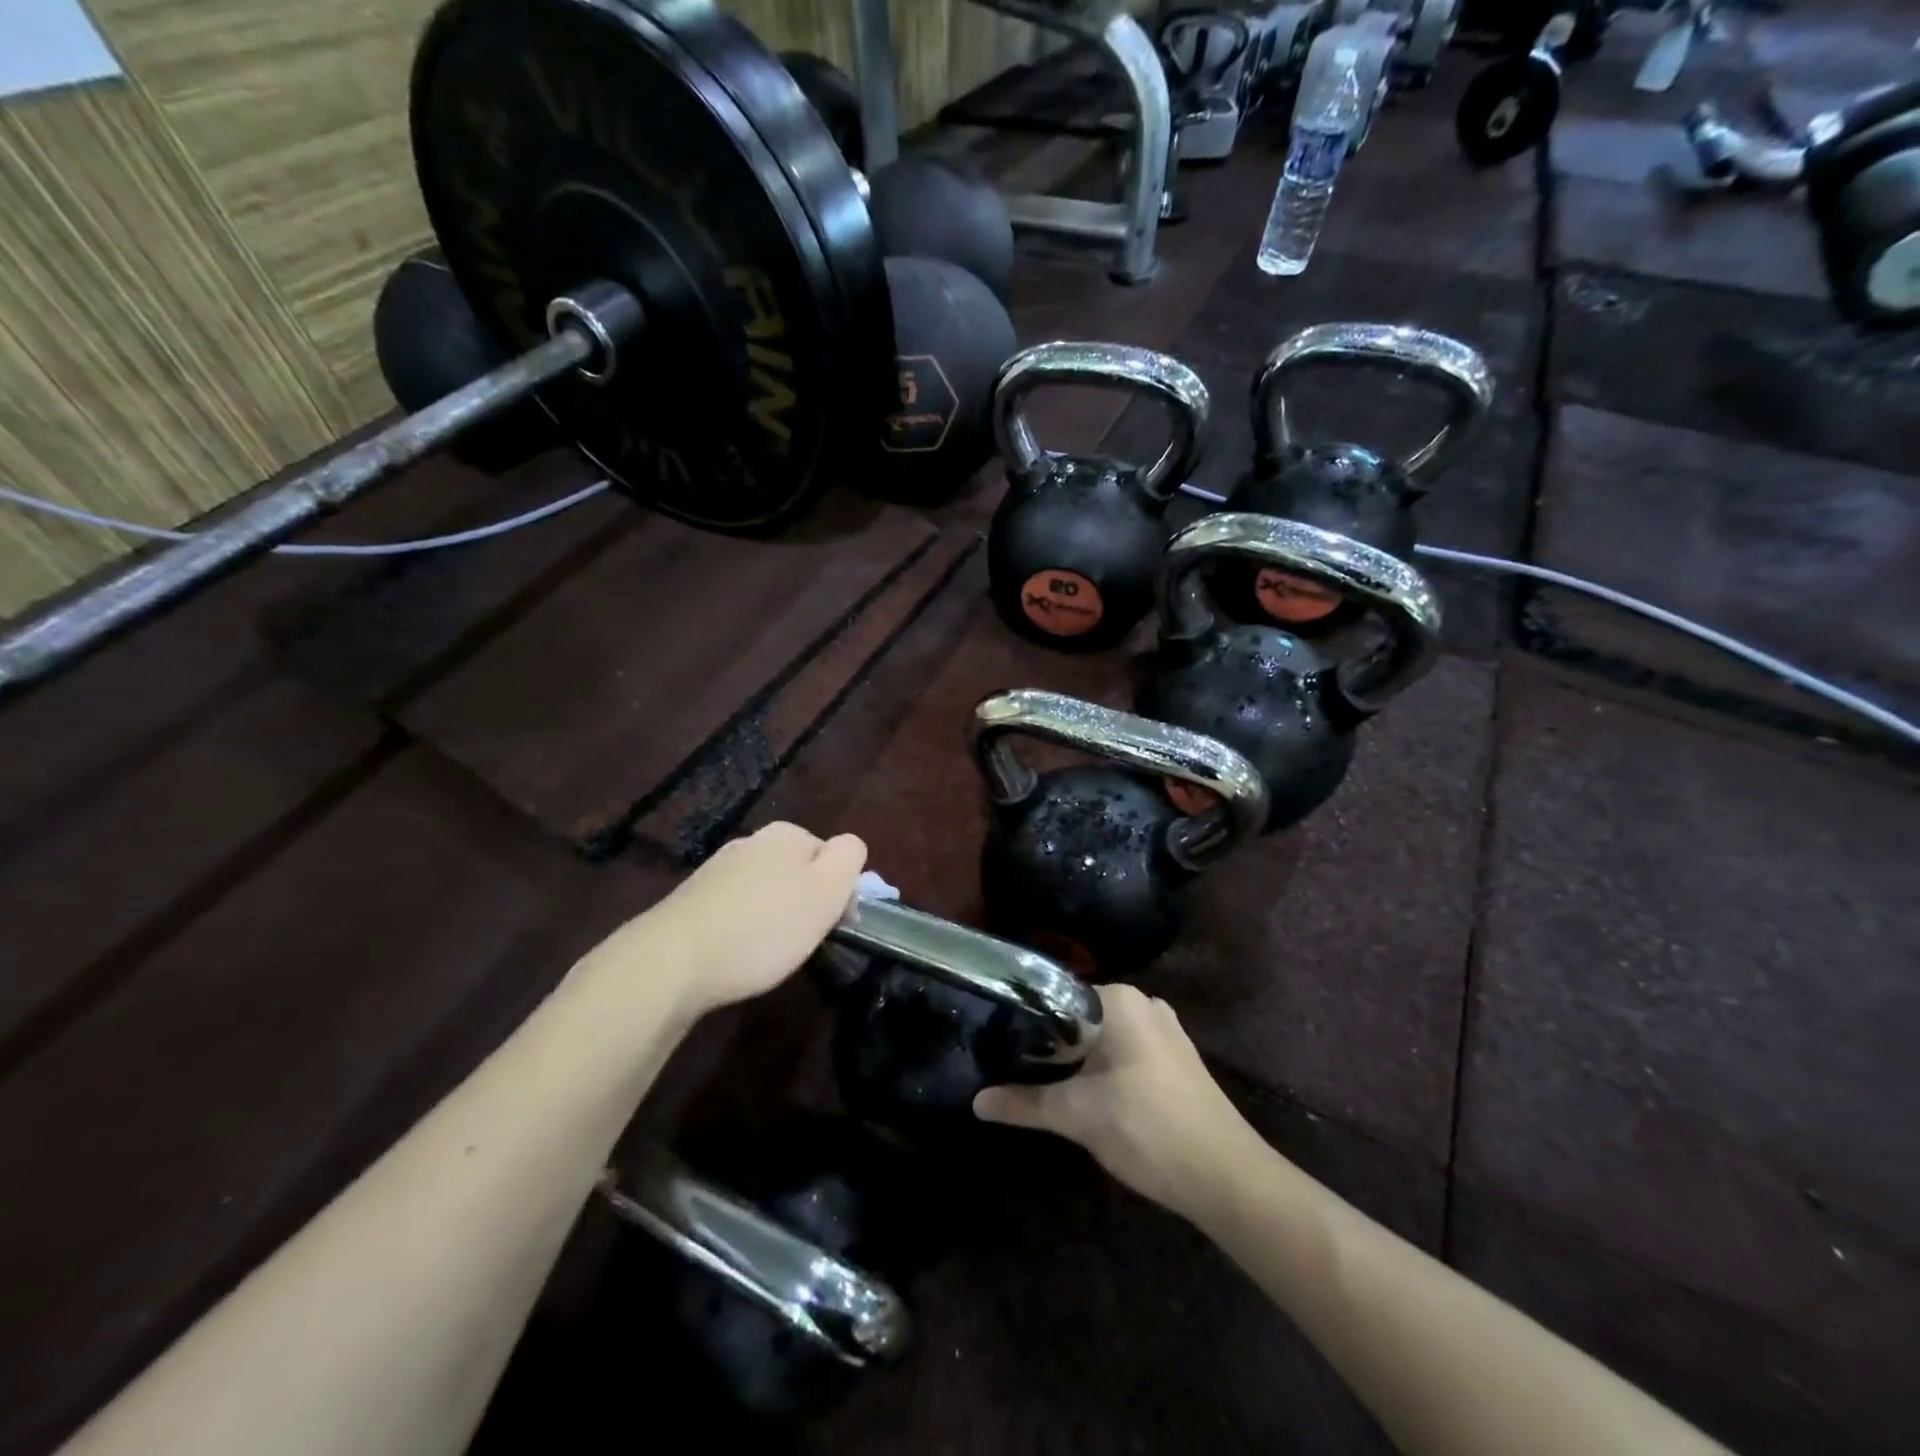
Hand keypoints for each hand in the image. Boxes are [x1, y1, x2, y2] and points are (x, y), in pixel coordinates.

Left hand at [608, 823, 866, 1019]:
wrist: (674, 961)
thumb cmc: (764, 927)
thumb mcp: (826, 891)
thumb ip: (848, 858)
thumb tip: (848, 846)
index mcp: (787, 834)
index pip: (833, 854)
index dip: (839, 890)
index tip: (832, 924)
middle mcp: (751, 841)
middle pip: (798, 869)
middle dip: (805, 900)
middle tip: (802, 939)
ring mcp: (718, 868)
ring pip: (766, 887)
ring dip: (774, 913)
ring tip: (767, 951)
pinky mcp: (693, 898)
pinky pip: (736, 906)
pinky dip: (743, 925)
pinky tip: (736, 951)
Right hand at [974, 983, 1253, 1216]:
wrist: (1225, 1176)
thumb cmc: (1145, 1128)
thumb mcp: (1077, 1115)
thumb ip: (1024, 1104)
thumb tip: (976, 1102)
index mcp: (1119, 999)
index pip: (1056, 996)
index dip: (1026, 1022)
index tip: (1001, 1044)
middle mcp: (1144, 1003)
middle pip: (1079, 1016)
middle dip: (1051, 1043)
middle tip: (1015, 1066)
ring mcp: (1165, 1029)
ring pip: (1104, 1035)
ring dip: (1078, 1058)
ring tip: (1044, 1080)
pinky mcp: (1177, 1057)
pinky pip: (1127, 1049)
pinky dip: (1104, 1066)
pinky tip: (1088, 1093)